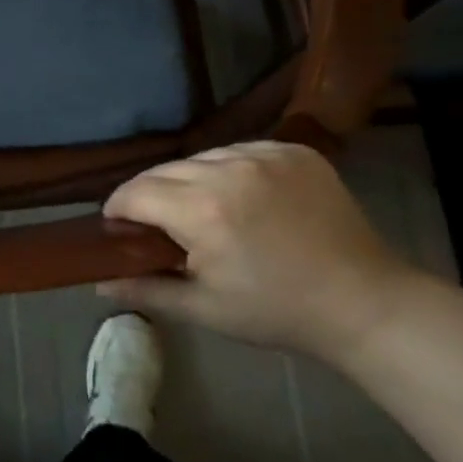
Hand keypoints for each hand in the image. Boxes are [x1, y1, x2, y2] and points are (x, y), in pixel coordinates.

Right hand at [100, 141, 414, 358]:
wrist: (364, 302)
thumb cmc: (277, 312)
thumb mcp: (205, 309)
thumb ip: (146, 289)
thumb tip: (98, 282)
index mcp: (202, 211)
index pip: (135, 192)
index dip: (118, 208)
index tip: (118, 226)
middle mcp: (228, 170)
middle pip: (164, 171)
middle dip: (151, 195)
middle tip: (158, 225)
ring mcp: (264, 154)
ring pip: (201, 157)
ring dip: (190, 179)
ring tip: (203, 210)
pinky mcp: (293, 150)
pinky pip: (240, 151)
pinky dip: (229, 169)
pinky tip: (241, 197)